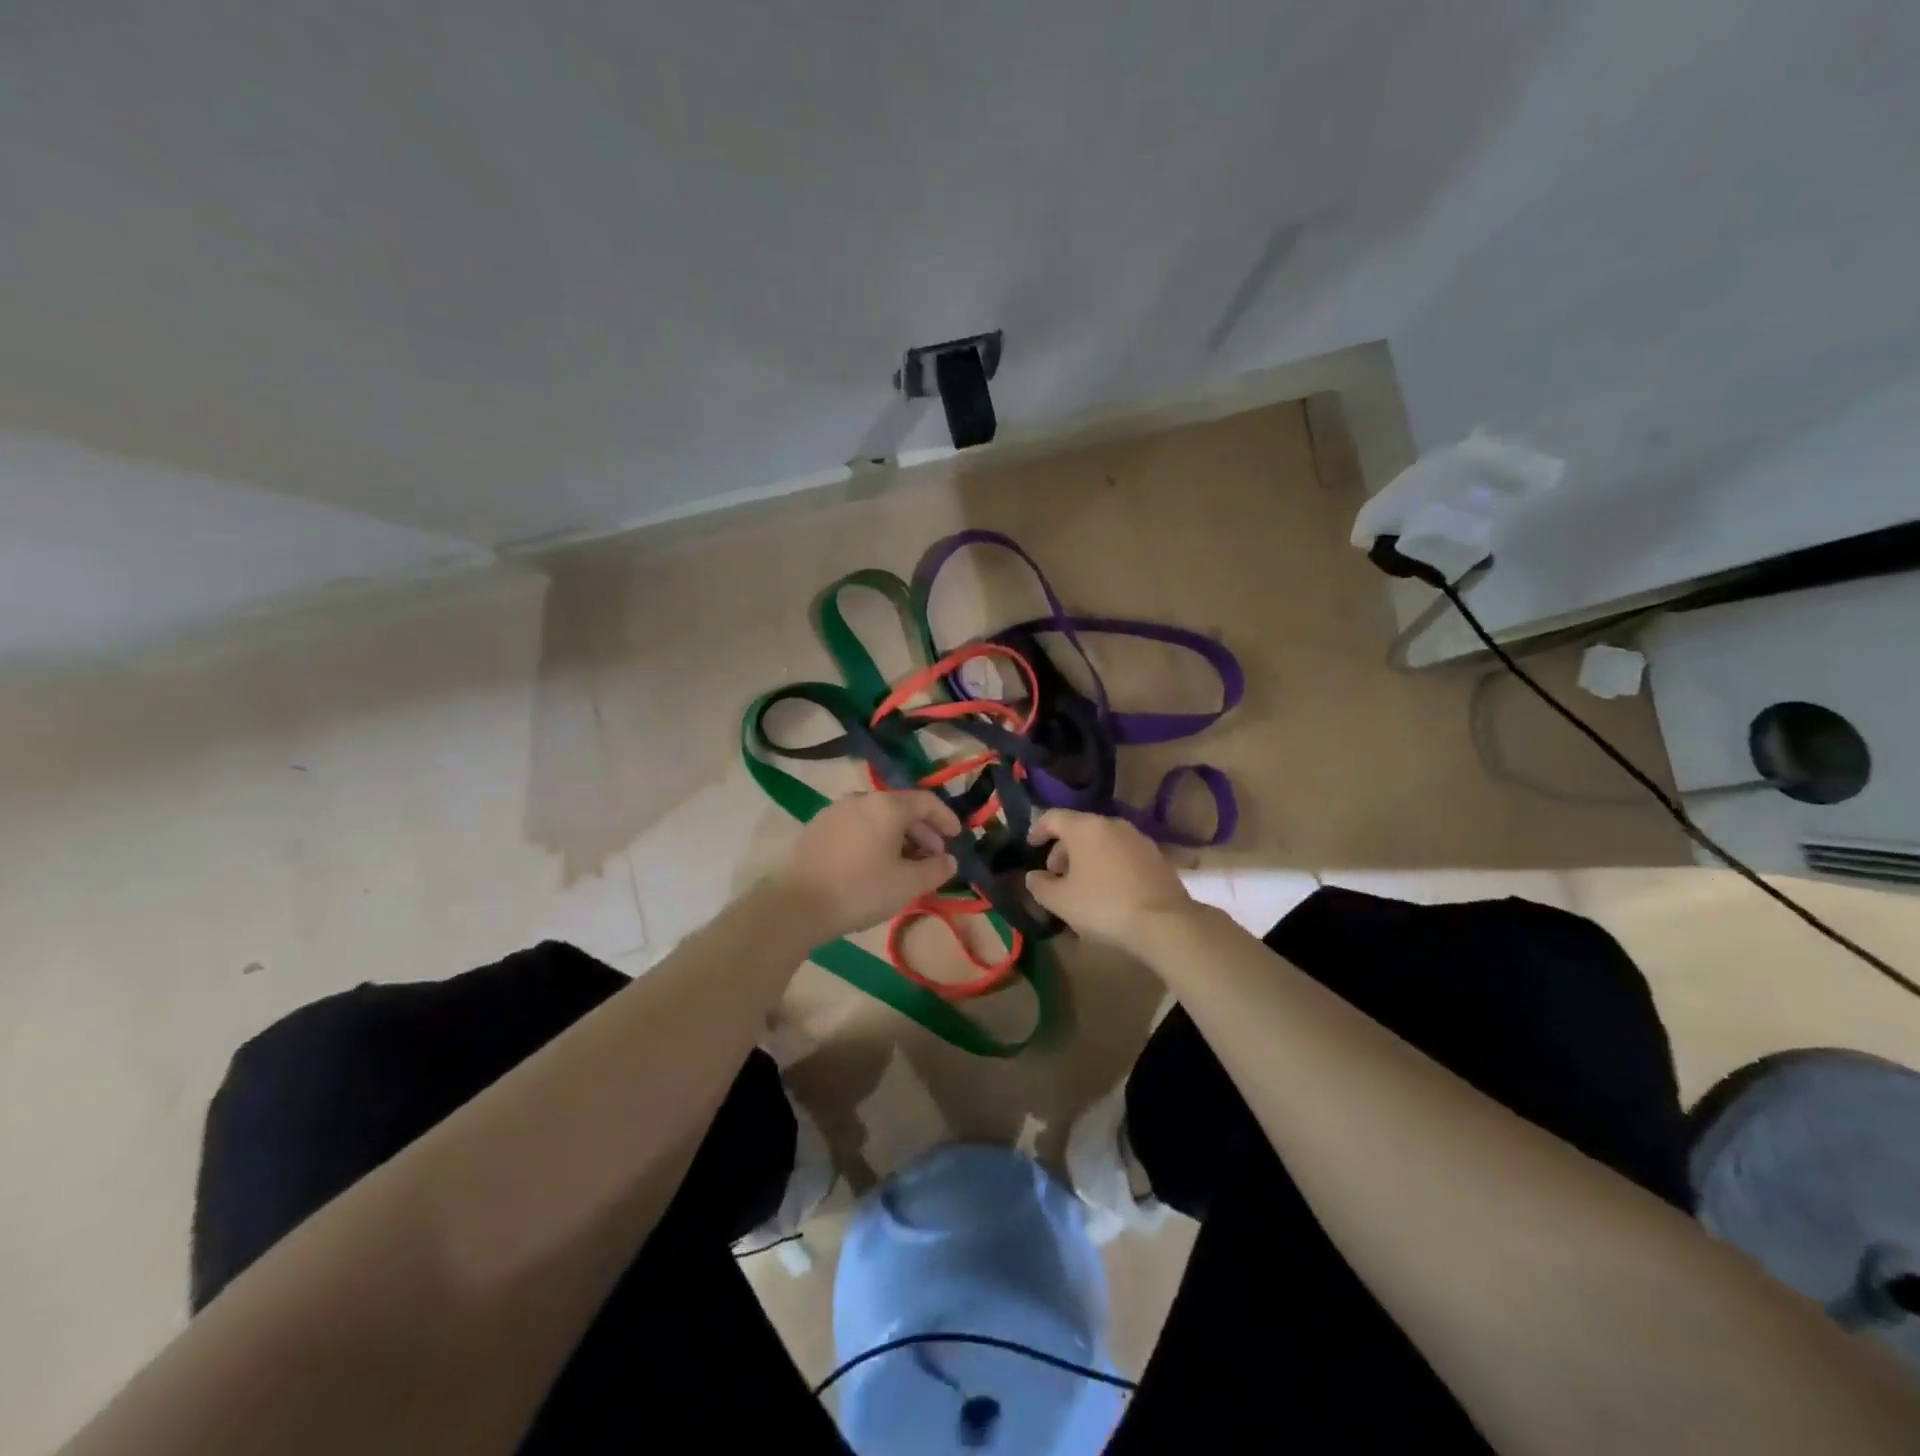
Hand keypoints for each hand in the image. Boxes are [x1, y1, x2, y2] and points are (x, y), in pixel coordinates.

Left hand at [773, 791, 960, 941]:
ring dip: (898, 837)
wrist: (795, 905)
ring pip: (877, 818)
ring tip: (905, 864)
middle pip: (901, 808)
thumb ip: (935, 869)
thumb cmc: (860, 890)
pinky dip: (875, 839)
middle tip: (933, 857)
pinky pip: (857, 826)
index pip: (926, 802)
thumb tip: (949, 860)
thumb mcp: (907, 884)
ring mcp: (835, 811)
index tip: (957, 837)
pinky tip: (875, 864)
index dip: (946, 818)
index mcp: (886, 806)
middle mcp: (861, 799)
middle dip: (922, 831)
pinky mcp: (817, 827)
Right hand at [1024, 809, 1193, 945]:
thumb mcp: (1060, 902)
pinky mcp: (1156, 856)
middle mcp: (1112, 824)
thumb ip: (1040, 885)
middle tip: (1055, 874)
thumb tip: (1033, 876)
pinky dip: (1109, 864)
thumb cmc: (1103, 906)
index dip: (1038, 829)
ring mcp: (1138, 838)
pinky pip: (1122, 853)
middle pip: (1079, 829)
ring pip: (1103, 841)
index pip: (1053, 817)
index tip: (1030, 845)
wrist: (1165, 923)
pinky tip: (1109, 890)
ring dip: (1087, 857)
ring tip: (1082, 885)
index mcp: (1085, 828)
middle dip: (1063, 849)